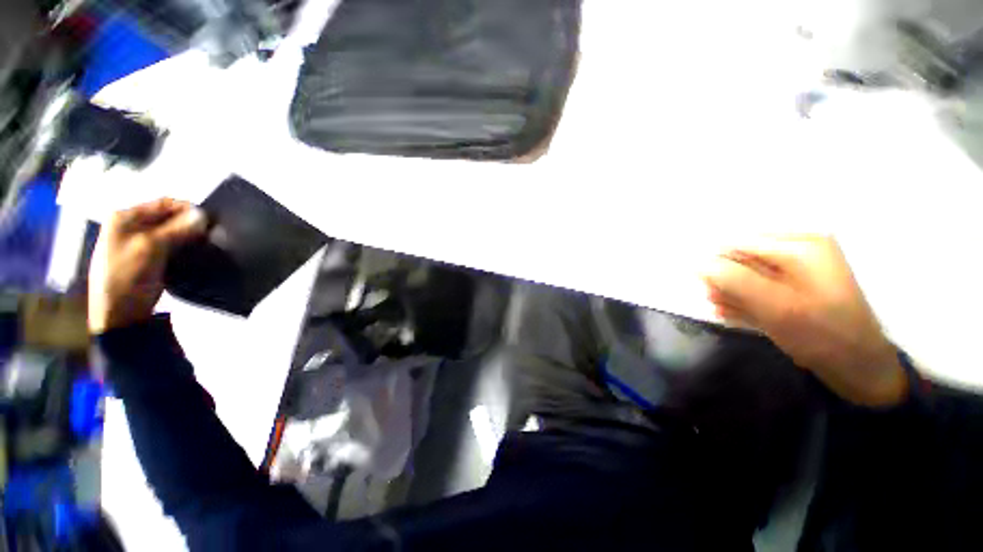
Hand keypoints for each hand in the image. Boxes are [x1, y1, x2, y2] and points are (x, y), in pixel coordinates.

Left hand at [88, 198, 206, 333]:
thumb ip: (176, 230)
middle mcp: (123, 230)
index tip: (206, 219)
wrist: (112, 328)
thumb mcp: (151, 250)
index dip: (185, 209)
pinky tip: (183, 265)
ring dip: (178, 244)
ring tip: (198, 250)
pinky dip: (171, 259)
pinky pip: (157, 259)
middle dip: (182, 228)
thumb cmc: (125, 282)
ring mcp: (127, 254)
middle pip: (160, 221)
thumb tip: (202, 216)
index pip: (161, 203)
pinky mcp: (134, 275)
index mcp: (122, 217)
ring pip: (160, 241)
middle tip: (205, 236)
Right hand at [702, 235, 907, 406]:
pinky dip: (760, 302)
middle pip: (758, 256)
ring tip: (716, 306)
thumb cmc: (828, 337)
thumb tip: (700, 262)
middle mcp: (808, 250)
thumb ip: (741, 285)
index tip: (695, 276)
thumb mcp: (783, 311)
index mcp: (804, 243)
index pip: (751, 241)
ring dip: (742, 290)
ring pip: (767, 276)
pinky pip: (779, 292)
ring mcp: (812, 274)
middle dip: (731, 275)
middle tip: (706, 298)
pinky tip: (739, 311)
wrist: (866, 369)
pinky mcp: (813, 297)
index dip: (721, 256)